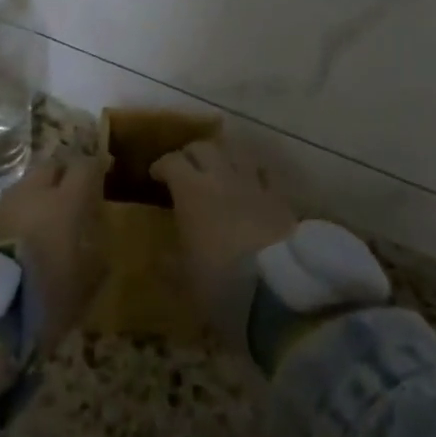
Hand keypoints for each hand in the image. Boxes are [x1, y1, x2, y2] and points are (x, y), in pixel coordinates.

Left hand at [0, 153, 107, 352]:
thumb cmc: (41, 293)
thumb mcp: (81, 290)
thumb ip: (96, 267)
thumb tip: (102, 255)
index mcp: (65, 203)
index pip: (83, 168)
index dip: (94, 167)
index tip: (102, 170)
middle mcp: (34, 194)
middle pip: (51, 167)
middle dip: (63, 174)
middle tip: (72, 191)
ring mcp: (3, 204)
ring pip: (26, 185)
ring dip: (37, 194)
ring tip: (44, 215)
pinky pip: (7, 207)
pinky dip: (17, 213)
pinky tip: (20, 233)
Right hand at [150, 142, 296, 323]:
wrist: (277, 289)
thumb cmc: (221, 282)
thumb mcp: (185, 279)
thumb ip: (169, 263)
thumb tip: (159, 257)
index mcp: (191, 191)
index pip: (172, 161)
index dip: (162, 165)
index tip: (156, 175)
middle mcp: (221, 177)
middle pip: (204, 147)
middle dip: (191, 154)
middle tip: (186, 169)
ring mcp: (253, 184)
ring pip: (235, 152)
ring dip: (223, 157)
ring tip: (219, 170)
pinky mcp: (280, 197)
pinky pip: (264, 173)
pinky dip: (253, 174)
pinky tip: (251, 184)